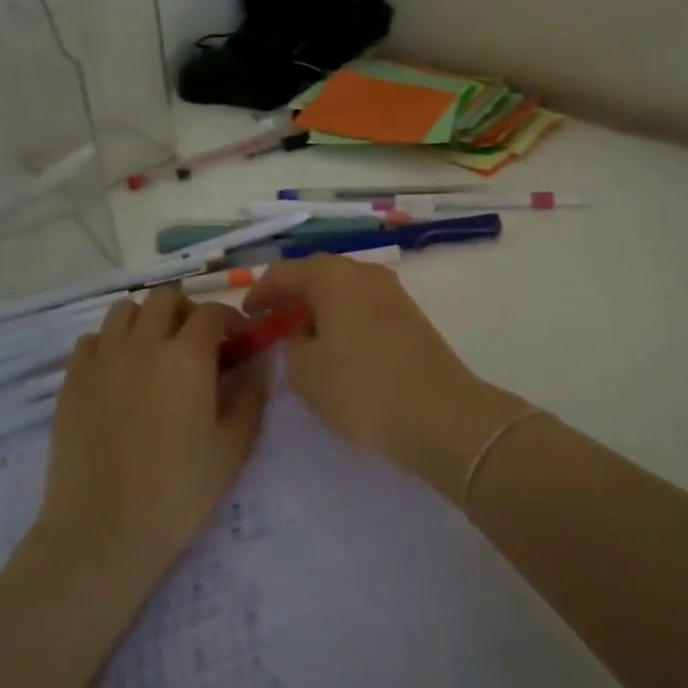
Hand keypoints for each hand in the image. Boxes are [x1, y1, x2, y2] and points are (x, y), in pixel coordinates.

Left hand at [39, 287, 267, 579]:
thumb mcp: (232, 448)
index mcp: (187, 357)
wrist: (102, 530)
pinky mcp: (72, 380)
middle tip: (198, 340)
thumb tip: (258, 363)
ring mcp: (102, 359)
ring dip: (147, 318)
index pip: (212, 313)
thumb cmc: (178, 492)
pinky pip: (92, 340)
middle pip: (165, 298)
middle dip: (188, 310)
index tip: (238, 339)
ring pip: (124, 310)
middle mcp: (142, 344)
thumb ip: (250, 396)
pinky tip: (120, 373)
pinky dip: (111, 343)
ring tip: (156, 349)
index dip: (230, 319)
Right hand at [242, 254, 523, 496]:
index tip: (247, 315)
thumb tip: (308, 332)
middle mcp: (365, 273)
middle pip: (319, 274)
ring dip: (321, 307)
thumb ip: (294, 343)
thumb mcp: (305, 371)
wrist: (440, 415)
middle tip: (272, 320)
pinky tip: (338, 346)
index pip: (285, 272)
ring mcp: (394, 294)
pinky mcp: (412, 317)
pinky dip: (344, 319)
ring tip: (303, 335)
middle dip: (292, 294)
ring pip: (345, 290)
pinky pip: (365, 307)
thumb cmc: (361, 388)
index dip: (260, 292)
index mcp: (333, 276)